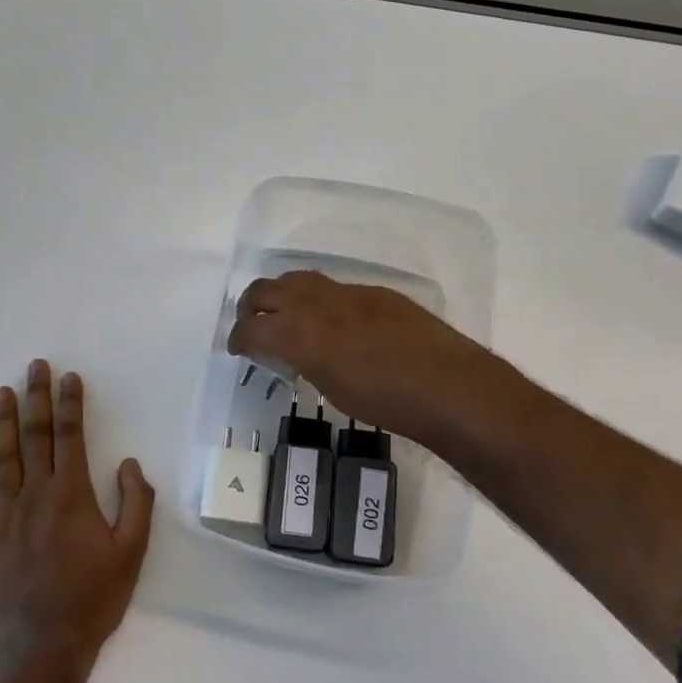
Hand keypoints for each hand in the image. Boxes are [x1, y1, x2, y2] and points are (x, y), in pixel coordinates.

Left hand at [0, 361, 153, 679]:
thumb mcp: (132, 553)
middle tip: (34, 367)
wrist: (42, 646)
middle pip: (36, 437)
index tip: (70, 377)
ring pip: (4, 457)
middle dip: (37, 398)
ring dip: (5, 421)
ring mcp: (6, 515)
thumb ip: (134, 503)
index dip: (70, 404)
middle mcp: (36, 495)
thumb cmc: (93, 598)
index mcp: (72, 496)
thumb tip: (128, 463)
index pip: (71, 437)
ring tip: (3, 392)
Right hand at [226, 271, 501, 444]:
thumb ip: (306, 363)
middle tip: (251, 325)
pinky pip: (333, 288)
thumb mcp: (332, 389)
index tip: (235, 348)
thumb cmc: (385, 402)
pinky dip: (318, 300)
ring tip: (284, 313)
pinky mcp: (374, 292)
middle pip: (266, 290)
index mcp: (299, 334)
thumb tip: (299, 353)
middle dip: (250, 306)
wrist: (446, 384)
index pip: (251, 328)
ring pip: (299, 280)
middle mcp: (316, 304)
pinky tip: (332, 320)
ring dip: (282, 294)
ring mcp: (347, 293)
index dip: (236, 338)